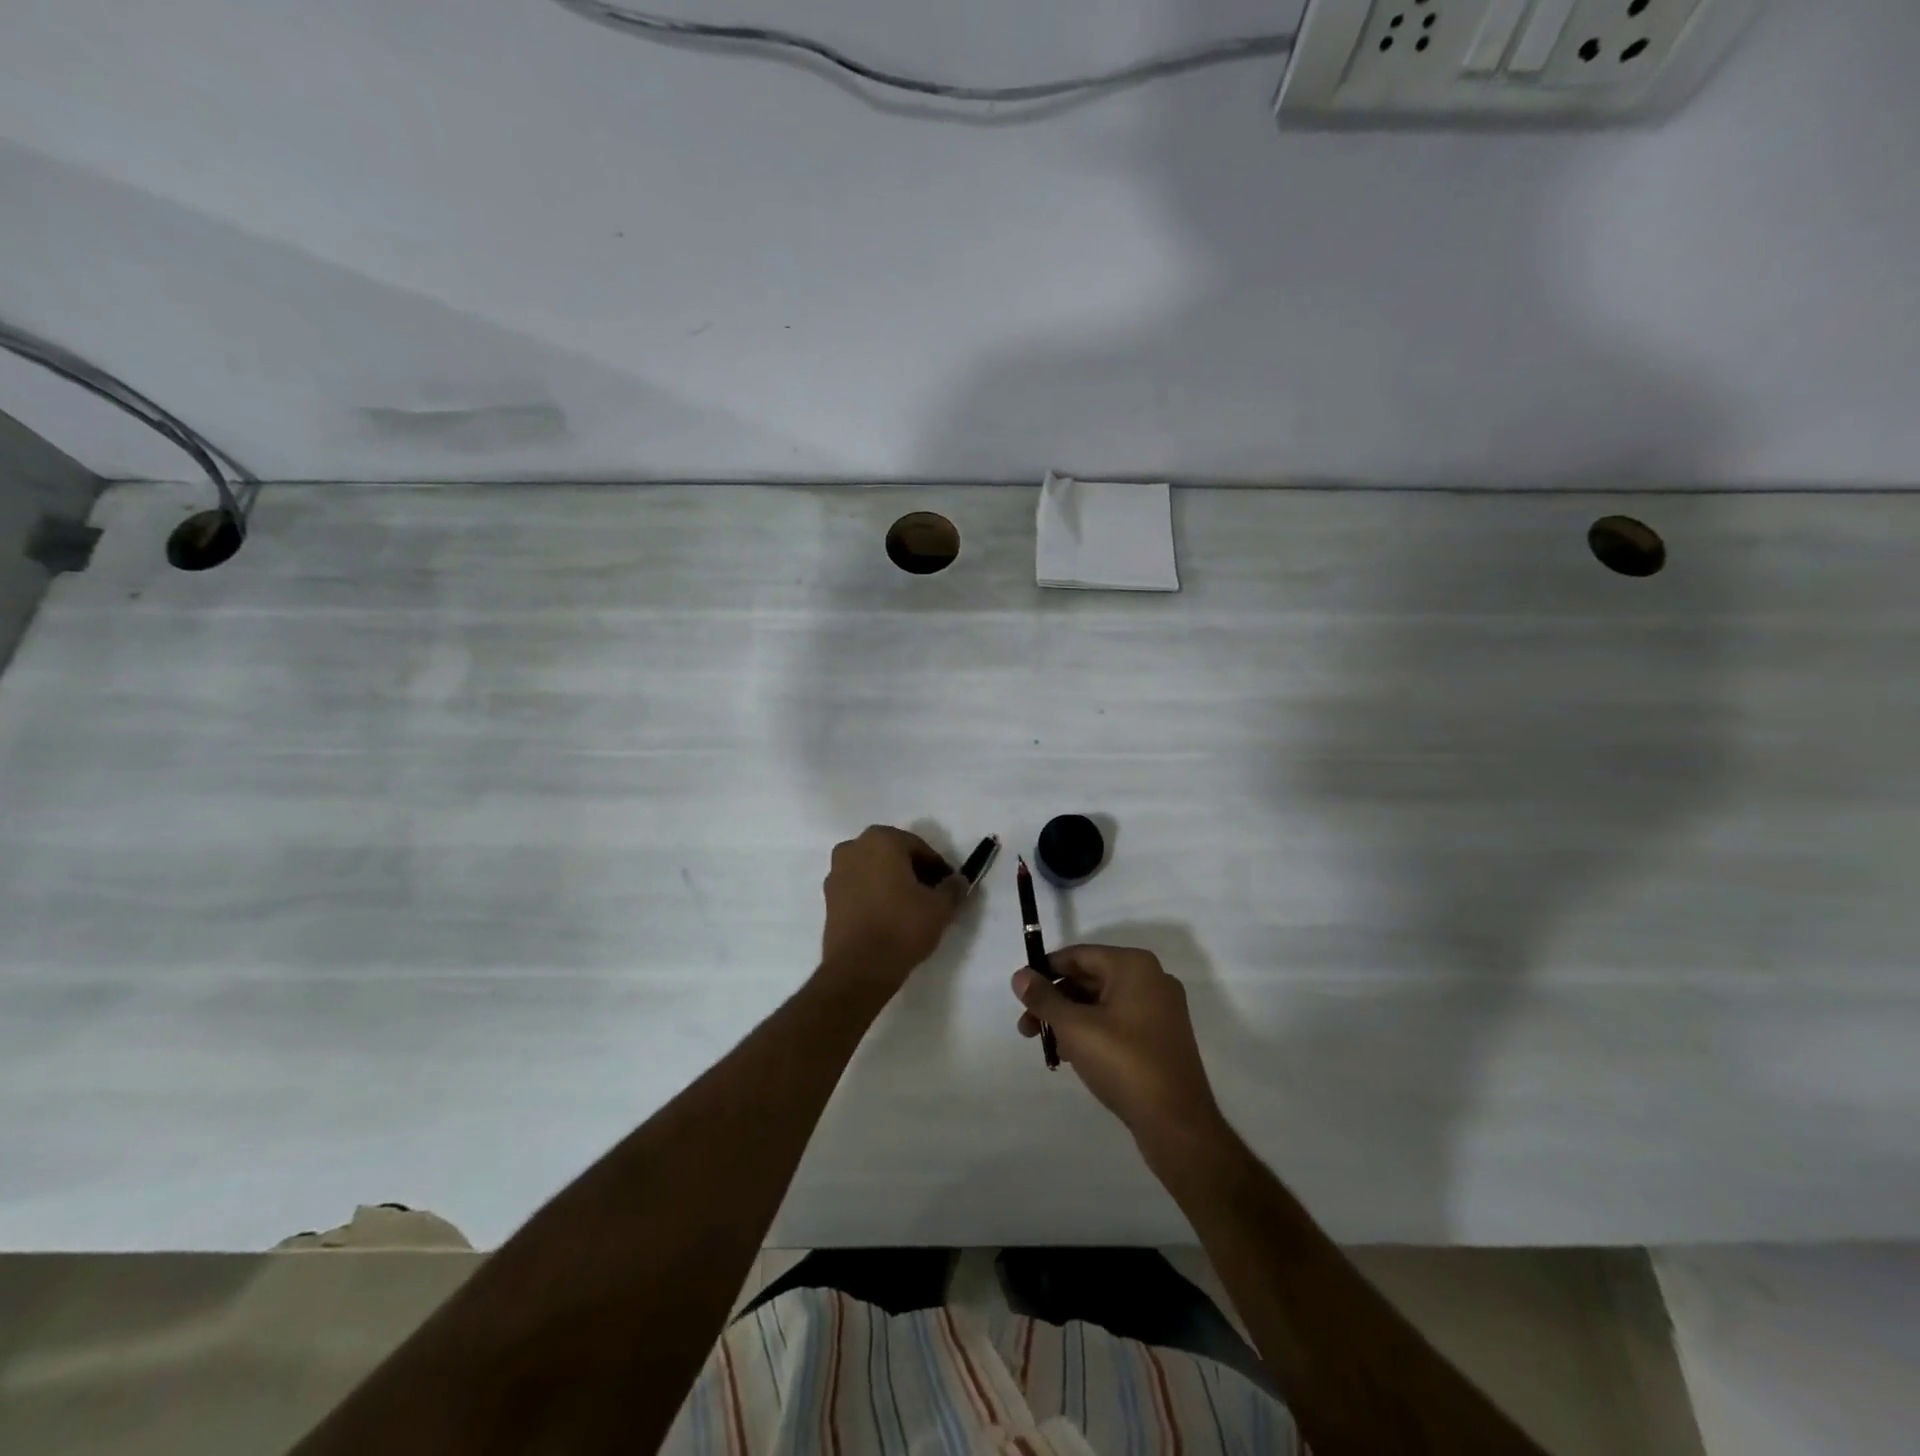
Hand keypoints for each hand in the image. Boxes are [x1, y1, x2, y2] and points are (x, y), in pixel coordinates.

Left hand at [819, 826, 966, 1002]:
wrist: (859, 968)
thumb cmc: (902, 926)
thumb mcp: (940, 907)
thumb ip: (953, 888)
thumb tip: (959, 881)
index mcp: (881, 839)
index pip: (919, 848)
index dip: (938, 868)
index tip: (949, 887)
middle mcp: (853, 848)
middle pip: (893, 855)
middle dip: (913, 872)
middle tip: (932, 896)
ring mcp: (836, 872)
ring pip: (874, 871)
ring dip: (892, 883)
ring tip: (910, 909)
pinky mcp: (828, 898)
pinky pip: (859, 888)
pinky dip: (874, 896)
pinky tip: (889, 918)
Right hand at [1012, 945, 1224, 1149]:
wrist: (1177, 1123)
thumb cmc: (1124, 1063)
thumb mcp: (1075, 1027)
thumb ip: (1044, 998)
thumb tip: (1019, 976)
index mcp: (1134, 966)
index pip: (1079, 955)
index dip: (1045, 970)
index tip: (1021, 991)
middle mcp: (1151, 979)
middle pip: (1090, 978)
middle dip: (1055, 1000)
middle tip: (1027, 1026)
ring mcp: (1160, 1009)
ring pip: (1102, 1002)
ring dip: (1070, 1018)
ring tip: (1045, 1045)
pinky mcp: (1161, 1037)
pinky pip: (1118, 1021)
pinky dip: (1092, 1031)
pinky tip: (1071, 1055)